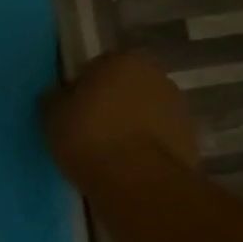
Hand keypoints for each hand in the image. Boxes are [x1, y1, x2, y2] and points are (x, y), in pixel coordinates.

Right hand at [42, 52, 197, 191]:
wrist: (139, 182)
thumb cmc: (90, 138)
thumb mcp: (53, 116)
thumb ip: (54, 99)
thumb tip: (57, 96)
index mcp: (122, 59)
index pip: (95, 68)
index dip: (80, 91)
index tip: (71, 115)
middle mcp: (156, 75)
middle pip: (124, 89)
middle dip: (109, 106)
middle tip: (88, 134)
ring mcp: (178, 107)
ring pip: (143, 114)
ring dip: (130, 127)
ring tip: (108, 156)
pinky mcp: (190, 140)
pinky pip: (157, 139)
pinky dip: (145, 149)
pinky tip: (128, 169)